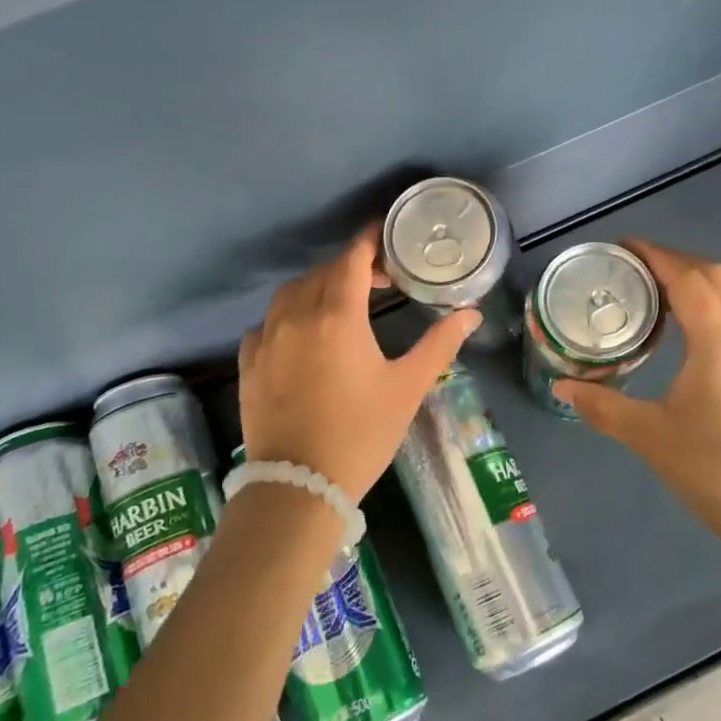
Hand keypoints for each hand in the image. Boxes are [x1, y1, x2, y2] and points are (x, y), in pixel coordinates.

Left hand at [240, 227, 480, 499]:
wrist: (299, 485)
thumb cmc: (362, 432)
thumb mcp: (408, 387)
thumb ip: (440, 344)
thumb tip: (471, 313)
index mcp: (338, 315)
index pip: (353, 257)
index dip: (371, 240)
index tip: (388, 235)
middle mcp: (297, 315)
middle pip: (324, 272)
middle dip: (352, 267)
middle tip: (380, 280)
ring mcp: (267, 338)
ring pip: (291, 293)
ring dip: (318, 287)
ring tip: (341, 304)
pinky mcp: (249, 362)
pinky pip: (267, 323)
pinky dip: (288, 316)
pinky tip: (302, 335)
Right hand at [554, 240, 720, 544]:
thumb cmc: (712, 471)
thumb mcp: (649, 437)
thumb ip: (602, 406)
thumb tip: (560, 386)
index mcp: (719, 343)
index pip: (687, 279)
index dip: (655, 255)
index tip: (622, 246)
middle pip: (714, 276)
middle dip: (674, 260)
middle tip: (631, 267)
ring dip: (693, 280)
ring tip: (650, 291)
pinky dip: (706, 302)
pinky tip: (680, 329)